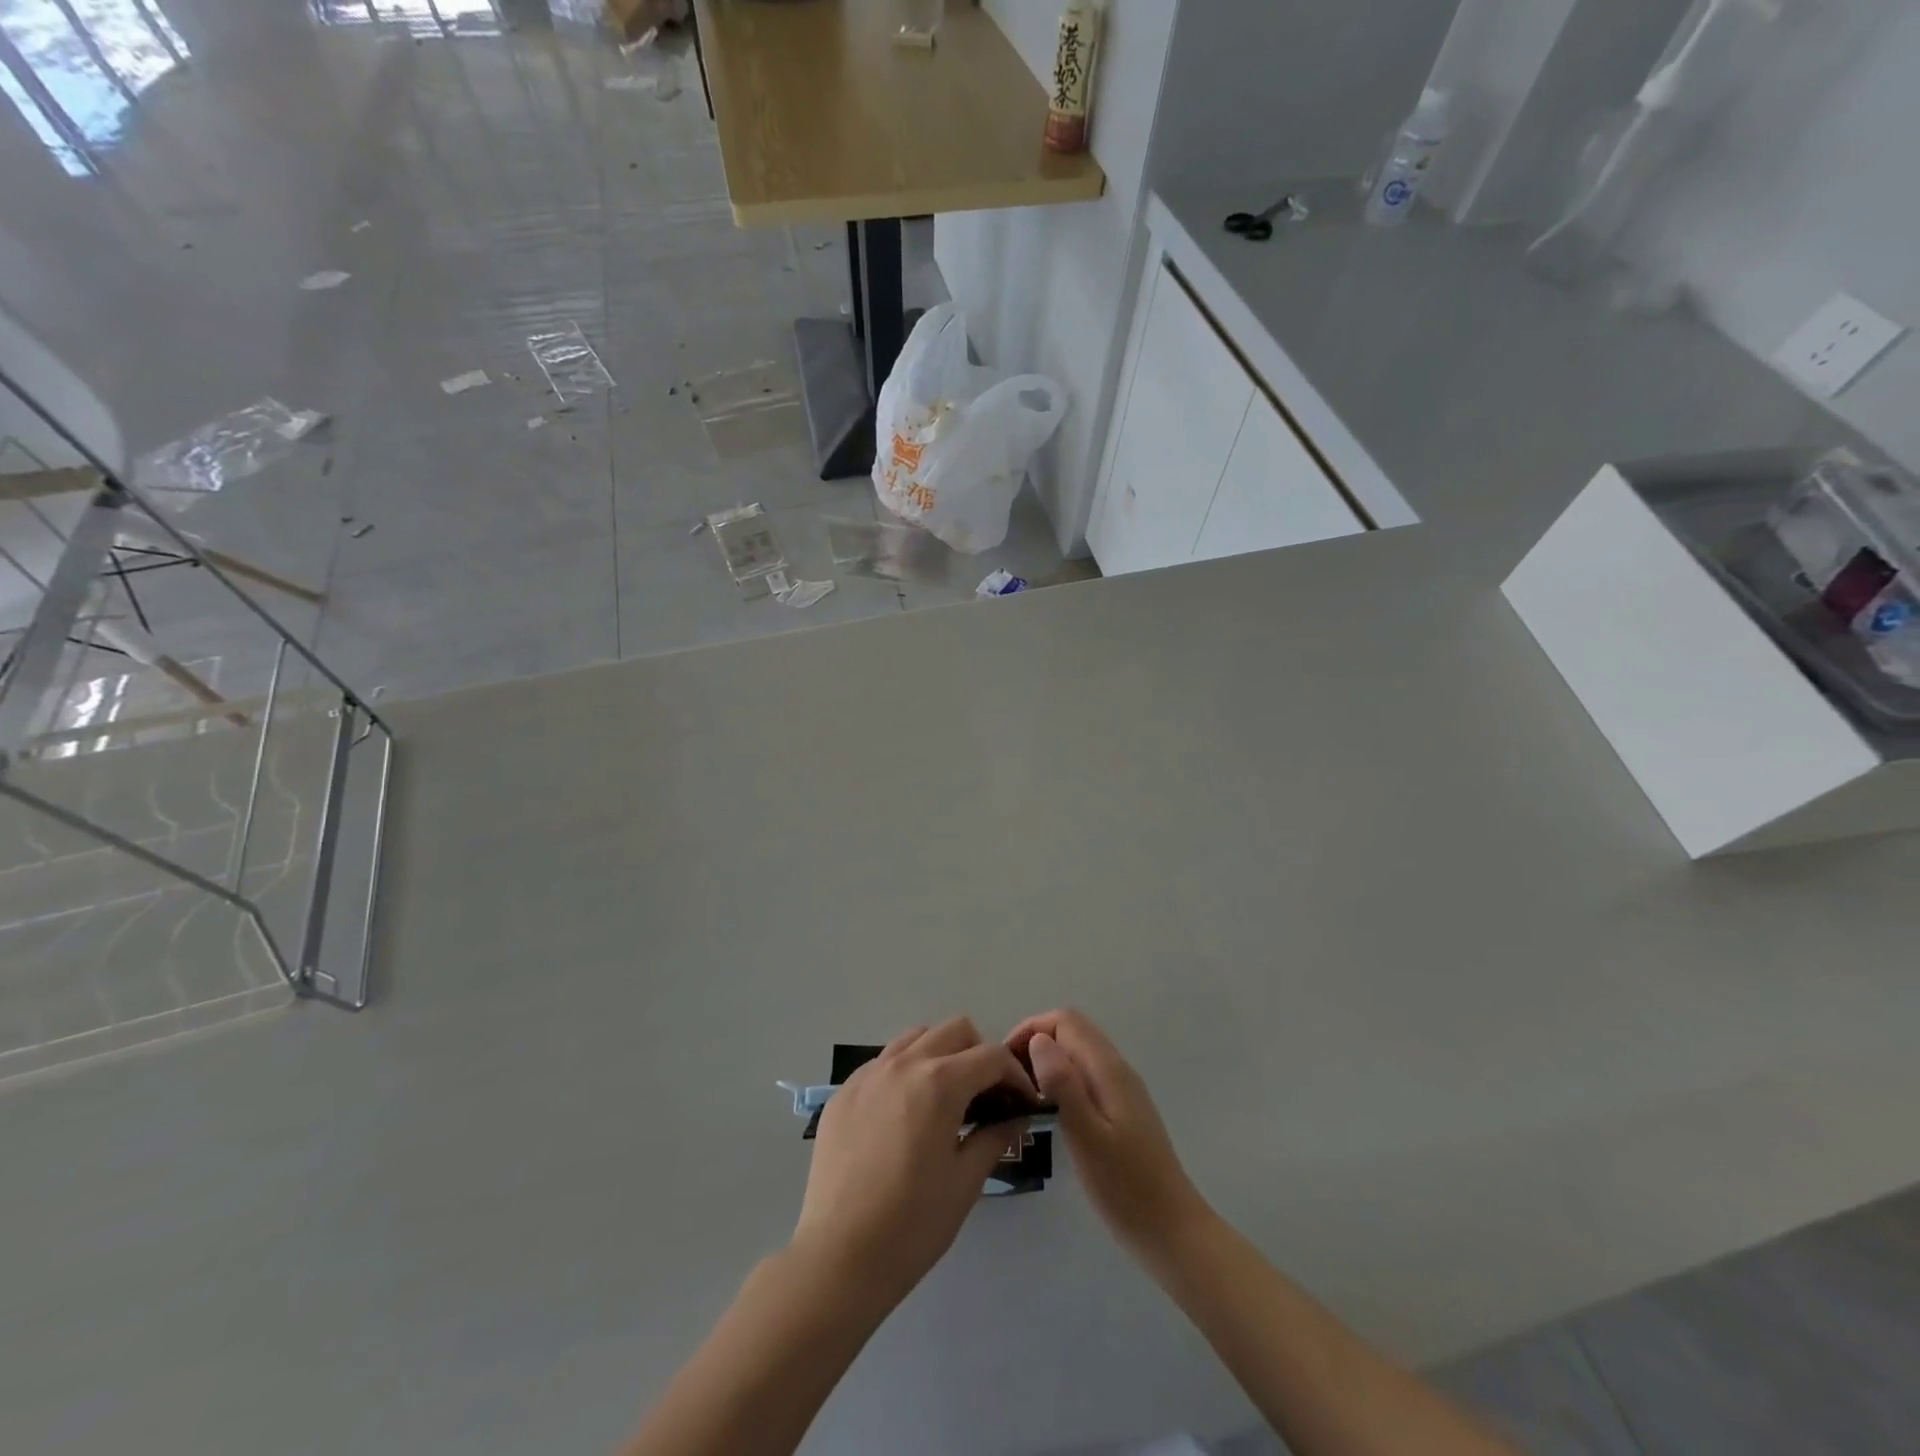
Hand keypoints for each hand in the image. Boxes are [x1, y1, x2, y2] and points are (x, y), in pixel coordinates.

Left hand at [792, 1018, 1038, 1302]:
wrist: (838, 1257)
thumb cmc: (912, 1224)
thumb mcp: (965, 1182)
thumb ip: (994, 1137)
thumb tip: (1015, 1118)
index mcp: (939, 1082)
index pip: (991, 1056)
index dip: (1016, 1076)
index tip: (1024, 1103)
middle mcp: (904, 1063)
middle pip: (954, 1030)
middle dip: (979, 1055)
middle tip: (986, 1096)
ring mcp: (869, 1074)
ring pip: (916, 1038)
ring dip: (940, 1055)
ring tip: (945, 1098)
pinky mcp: (844, 1091)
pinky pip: (884, 1062)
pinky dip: (905, 1071)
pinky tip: (905, 1114)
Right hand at [1007, 1009, 1207, 1261]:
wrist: (1172, 1232)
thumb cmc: (1126, 1188)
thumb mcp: (1088, 1137)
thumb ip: (1064, 1085)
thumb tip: (1038, 1040)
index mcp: (1108, 1069)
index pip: (1065, 1020)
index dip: (1031, 1029)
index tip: (1005, 1061)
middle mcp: (1116, 1069)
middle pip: (1071, 1030)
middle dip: (1035, 1041)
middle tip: (1009, 1079)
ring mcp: (1121, 1089)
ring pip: (1077, 1052)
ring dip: (1047, 1060)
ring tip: (1021, 1094)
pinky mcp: (1120, 1109)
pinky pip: (1084, 1074)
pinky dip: (1060, 1078)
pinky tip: (1047, 1110)